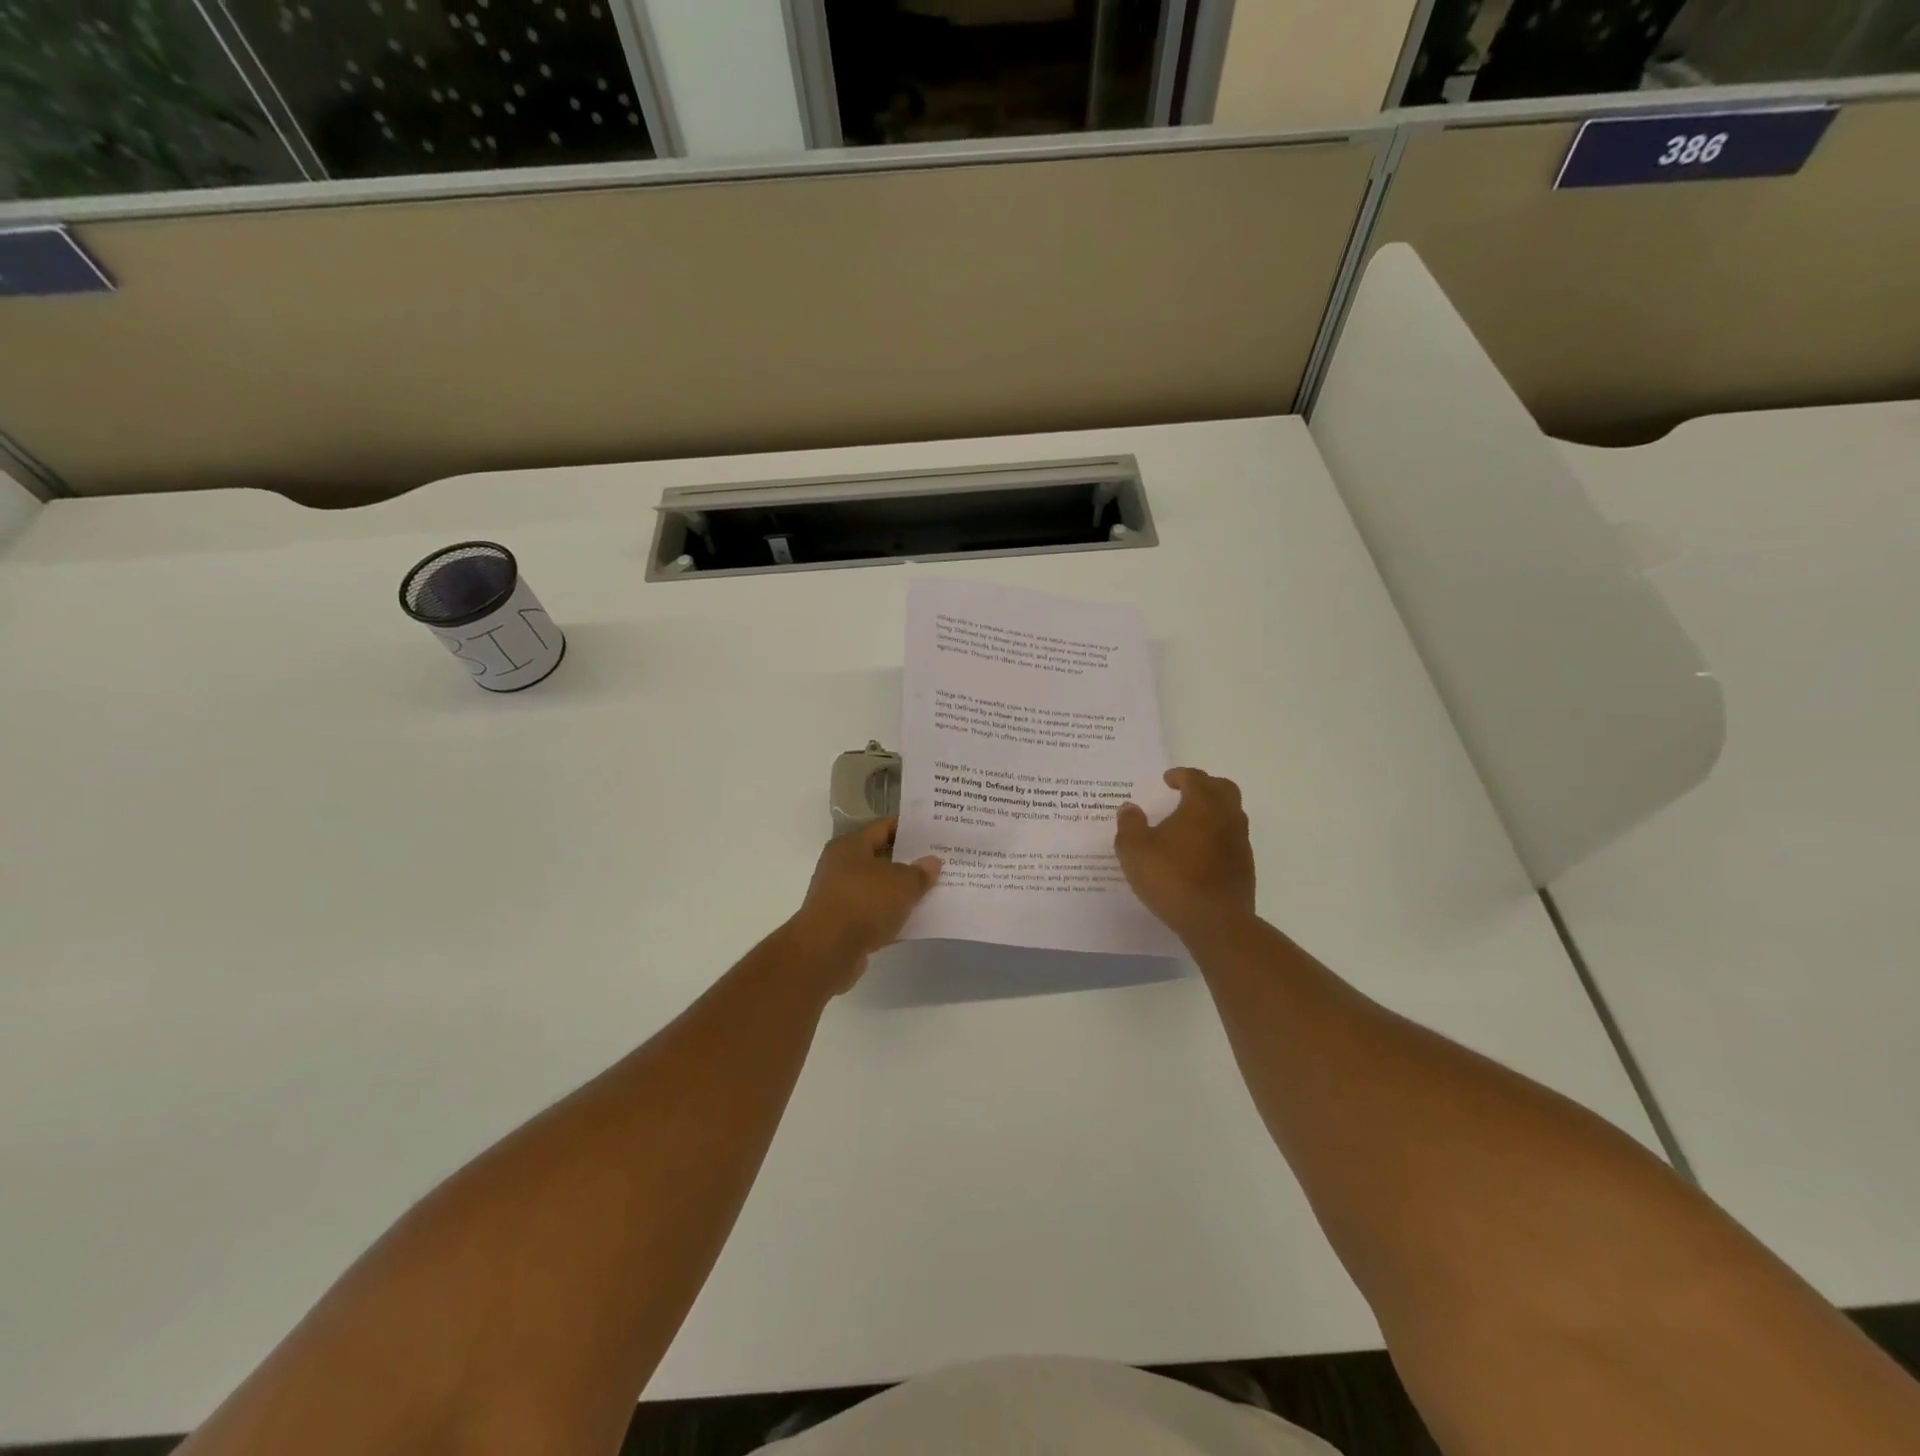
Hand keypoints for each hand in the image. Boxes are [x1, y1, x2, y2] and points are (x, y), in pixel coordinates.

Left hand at [789, 819, 940, 988]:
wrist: (827, 951)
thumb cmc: (864, 903)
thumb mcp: (902, 884)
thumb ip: (920, 872)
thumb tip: (932, 862)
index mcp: (850, 846)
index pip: (883, 828)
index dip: (908, 829)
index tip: (932, 833)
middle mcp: (840, 867)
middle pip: (880, 858)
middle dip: (908, 862)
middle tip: (937, 863)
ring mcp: (839, 897)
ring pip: (877, 888)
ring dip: (900, 892)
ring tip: (931, 892)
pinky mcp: (841, 925)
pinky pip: (872, 914)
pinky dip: (890, 917)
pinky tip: (914, 922)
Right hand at [1115, 768, 1256, 945]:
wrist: (1216, 922)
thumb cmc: (1172, 878)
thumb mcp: (1135, 851)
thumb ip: (1130, 825)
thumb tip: (1129, 808)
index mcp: (1202, 805)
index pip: (1195, 778)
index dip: (1180, 775)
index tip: (1167, 780)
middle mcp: (1226, 817)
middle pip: (1223, 789)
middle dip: (1205, 786)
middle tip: (1185, 793)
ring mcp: (1240, 842)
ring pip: (1231, 814)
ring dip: (1213, 811)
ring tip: (1189, 824)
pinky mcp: (1244, 866)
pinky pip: (1232, 839)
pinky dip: (1217, 836)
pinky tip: (1198, 853)